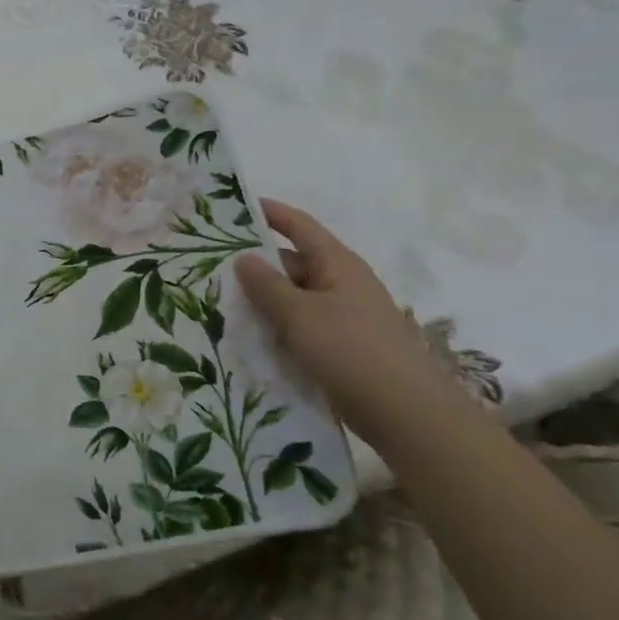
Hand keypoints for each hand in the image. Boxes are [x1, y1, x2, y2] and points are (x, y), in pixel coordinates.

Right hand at [233, 199, 473, 442]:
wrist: (405, 412)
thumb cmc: (350, 350)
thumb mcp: (299, 314)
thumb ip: (267, 285)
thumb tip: (243, 257)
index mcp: (337, 264)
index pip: (299, 226)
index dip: (270, 213)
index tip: (235, 208)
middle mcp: (342, 283)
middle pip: (293, 263)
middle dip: (257, 265)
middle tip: (213, 269)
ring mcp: (344, 315)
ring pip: (295, 297)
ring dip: (265, 300)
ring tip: (223, 304)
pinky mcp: (342, 345)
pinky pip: (302, 326)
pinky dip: (278, 327)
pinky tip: (251, 339)